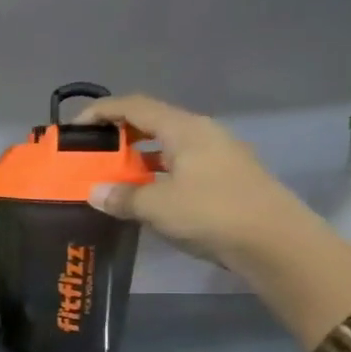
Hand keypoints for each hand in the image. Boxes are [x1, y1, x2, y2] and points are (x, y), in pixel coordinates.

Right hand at [75, 93, 327, 267]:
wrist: (277, 244)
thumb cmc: (213, 213)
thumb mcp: (157, 206)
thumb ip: (122, 196)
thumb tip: (95, 192)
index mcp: (185, 129)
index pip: (134, 107)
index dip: (101, 111)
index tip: (73, 128)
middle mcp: (201, 135)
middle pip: (151, 123)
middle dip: (116, 135)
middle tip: (88, 153)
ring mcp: (216, 157)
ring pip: (165, 147)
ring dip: (134, 157)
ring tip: (108, 176)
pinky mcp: (222, 180)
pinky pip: (177, 167)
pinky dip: (153, 174)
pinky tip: (139, 195)